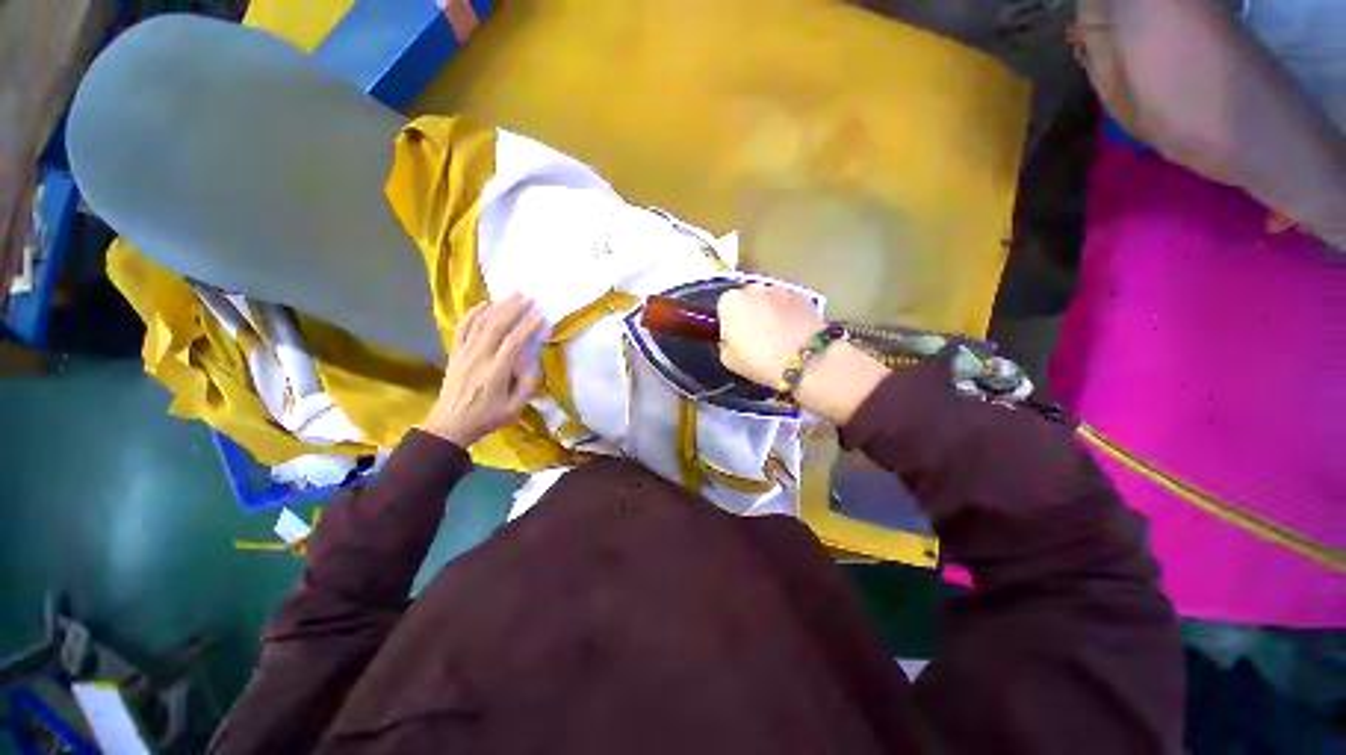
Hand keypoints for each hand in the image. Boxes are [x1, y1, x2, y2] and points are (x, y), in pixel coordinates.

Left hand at [420, 295, 544, 446]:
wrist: (450, 425)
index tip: (540, 316)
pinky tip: (483, 304)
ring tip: (511, 296)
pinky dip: (472, 314)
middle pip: (496, 326)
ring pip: (480, 323)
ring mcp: (464, 353)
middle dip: (513, 309)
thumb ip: (527, 386)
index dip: (528, 326)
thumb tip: (533, 364)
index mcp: (495, 372)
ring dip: (497, 307)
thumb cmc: (486, 418)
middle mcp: (479, 357)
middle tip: (528, 298)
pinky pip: (462, 328)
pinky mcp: (455, 353)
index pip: (514, 342)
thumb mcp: (514, 409)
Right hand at [717, 284, 825, 388]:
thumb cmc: (760, 361)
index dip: (729, 324)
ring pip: (768, 301)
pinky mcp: (802, 295)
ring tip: (777, 336)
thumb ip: (724, 343)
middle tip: (756, 337)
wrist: (806, 360)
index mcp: (730, 302)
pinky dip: (788, 314)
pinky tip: (793, 334)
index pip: (723, 308)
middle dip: (749, 314)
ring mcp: (779, 289)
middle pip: (746, 300)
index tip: (736, 340)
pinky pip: (788, 305)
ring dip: (769, 313)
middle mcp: (753, 288)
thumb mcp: (728, 360)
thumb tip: (730, 339)